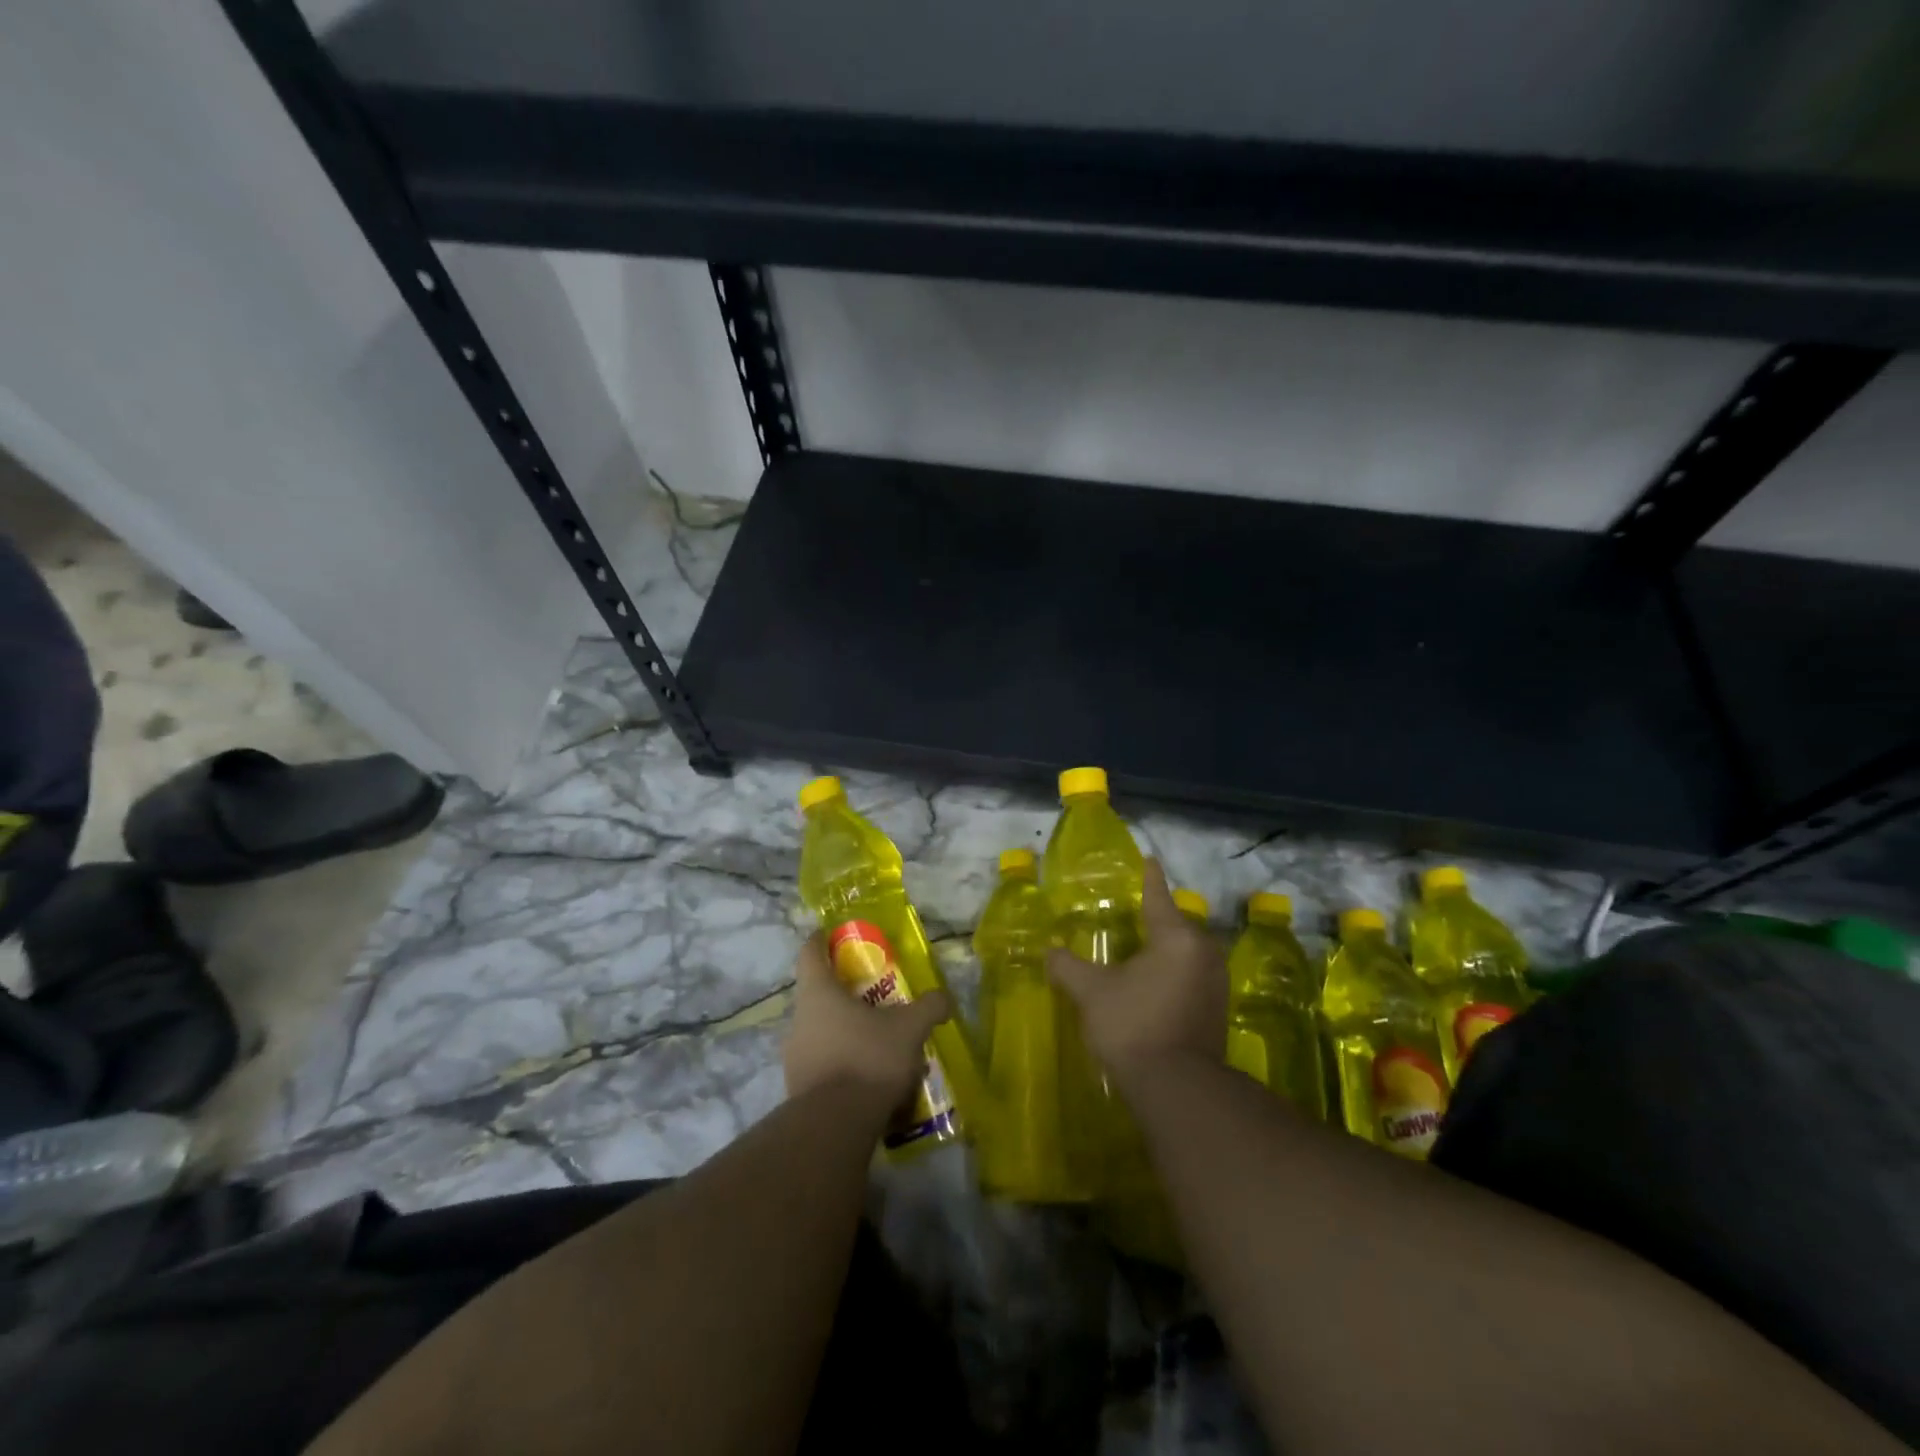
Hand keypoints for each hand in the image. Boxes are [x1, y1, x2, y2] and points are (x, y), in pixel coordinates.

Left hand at [783, 933, 953, 1105]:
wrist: (835, 1125)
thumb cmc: (868, 1058)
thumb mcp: (909, 1028)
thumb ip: (929, 1007)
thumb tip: (944, 998)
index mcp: (818, 993)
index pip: (810, 953)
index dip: (821, 940)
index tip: (834, 935)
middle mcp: (799, 1020)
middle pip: (818, 995)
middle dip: (846, 994)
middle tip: (876, 997)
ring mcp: (794, 1056)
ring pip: (821, 1032)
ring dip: (846, 1032)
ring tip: (879, 1042)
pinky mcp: (798, 1089)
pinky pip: (823, 1064)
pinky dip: (843, 1063)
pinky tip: (870, 1077)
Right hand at [1048, 859, 1227, 1076]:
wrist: (1177, 1089)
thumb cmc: (1133, 1026)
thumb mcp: (1091, 992)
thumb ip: (1068, 967)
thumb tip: (1048, 951)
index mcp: (1176, 938)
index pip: (1159, 897)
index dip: (1150, 878)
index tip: (1149, 860)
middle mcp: (1202, 953)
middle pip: (1178, 924)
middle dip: (1159, 916)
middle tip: (1136, 910)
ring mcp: (1215, 983)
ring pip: (1188, 951)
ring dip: (1167, 947)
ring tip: (1144, 945)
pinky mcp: (1217, 1010)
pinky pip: (1192, 975)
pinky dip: (1174, 970)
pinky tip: (1156, 981)